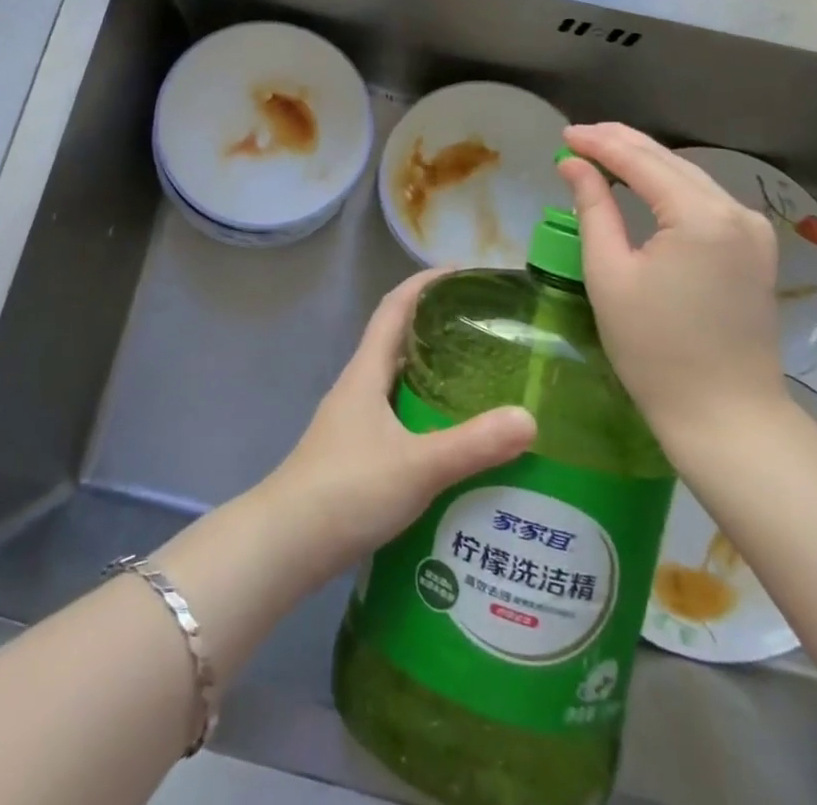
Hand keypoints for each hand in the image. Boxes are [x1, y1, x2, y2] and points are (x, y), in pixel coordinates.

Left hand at [257, 270, 536, 583]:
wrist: (287, 543)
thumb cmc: (347, 489)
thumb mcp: (417, 465)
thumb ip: (473, 444)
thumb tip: (530, 418)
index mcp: (367, 372)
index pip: (394, 307)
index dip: (425, 283)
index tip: (463, 273)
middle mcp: (359, 387)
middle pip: (399, 342)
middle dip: (439, 329)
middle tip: (488, 333)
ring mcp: (354, 422)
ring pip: (399, 382)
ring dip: (434, 376)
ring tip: (483, 384)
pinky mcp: (357, 454)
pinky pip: (399, 417)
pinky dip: (427, 415)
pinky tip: (455, 441)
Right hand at [557, 123, 787, 458]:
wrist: (726, 415)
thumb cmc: (655, 349)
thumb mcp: (610, 274)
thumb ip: (594, 208)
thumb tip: (574, 165)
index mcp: (700, 216)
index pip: (641, 161)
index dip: (599, 143)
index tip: (564, 134)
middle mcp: (735, 211)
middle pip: (670, 161)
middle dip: (622, 144)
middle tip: (578, 137)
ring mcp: (753, 230)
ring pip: (690, 177)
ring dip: (646, 162)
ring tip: (602, 153)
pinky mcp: (755, 250)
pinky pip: (705, 201)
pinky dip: (669, 186)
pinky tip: (644, 184)